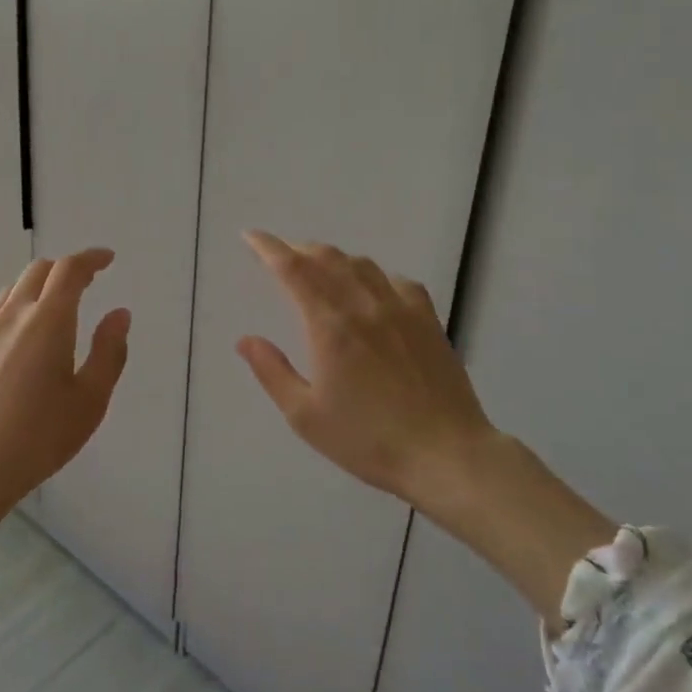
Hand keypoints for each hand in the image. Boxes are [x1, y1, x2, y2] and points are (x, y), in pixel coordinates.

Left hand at [0, 248, 130, 521]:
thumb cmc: (37, 437)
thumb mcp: (90, 400)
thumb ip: (109, 352)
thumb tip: (119, 314)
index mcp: (48, 319)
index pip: (70, 269)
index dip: (91, 258)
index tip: (107, 259)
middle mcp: (12, 315)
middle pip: (37, 271)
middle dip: (64, 269)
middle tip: (86, 282)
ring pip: (11, 292)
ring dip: (37, 288)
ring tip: (53, 311)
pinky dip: (15, 313)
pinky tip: (19, 347)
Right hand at [235, 230, 493, 508]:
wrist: (445, 455)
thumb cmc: (368, 440)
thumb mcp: (306, 416)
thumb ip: (272, 372)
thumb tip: (245, 340)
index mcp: (330, 325)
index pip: (293, 269)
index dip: (268, 248)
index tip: (251, 236)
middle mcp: (364, 305)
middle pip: (327, 258)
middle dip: (298, 250)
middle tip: (280, 256)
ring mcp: (401, 309)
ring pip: (361, 264)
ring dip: (333, 259)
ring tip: (320, 269)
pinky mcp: (428, 321)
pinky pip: (397, 282)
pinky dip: (375, 276)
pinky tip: (373, 290)